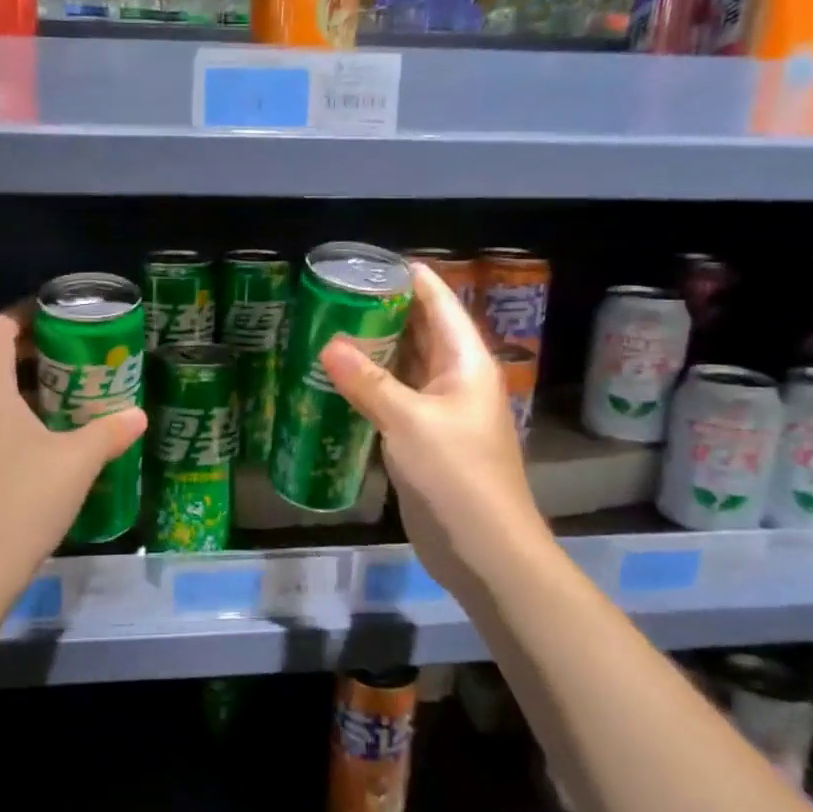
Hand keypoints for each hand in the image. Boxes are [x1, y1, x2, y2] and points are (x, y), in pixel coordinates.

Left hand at [0, 311, 147, 590]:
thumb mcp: (77, 464)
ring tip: (56, 387)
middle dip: (16, 345)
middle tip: (60, 351)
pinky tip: (39, 434)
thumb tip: (138, 414)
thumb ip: (109, 433)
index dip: (22, 317)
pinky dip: (5, 409)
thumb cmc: (23, 502)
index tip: (56, 319)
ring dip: (10, 378)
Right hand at [320, 264, 540, 602]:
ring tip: (328, 327)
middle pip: (421, 331)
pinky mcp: (423, 440)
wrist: (484, 550)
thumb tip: (328, 343)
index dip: (410, 278)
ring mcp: (439, 411)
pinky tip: (336, 381)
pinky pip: (394, 400)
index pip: (440, 303)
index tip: (369, 261)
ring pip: (404, 366)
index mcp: (466, 363)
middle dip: (383, 311)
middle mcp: (455, 379)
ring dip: (373, 349)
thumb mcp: (409, 422)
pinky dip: (369, 387)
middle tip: (334, 294)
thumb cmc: (457, 475)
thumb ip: (368, 382)